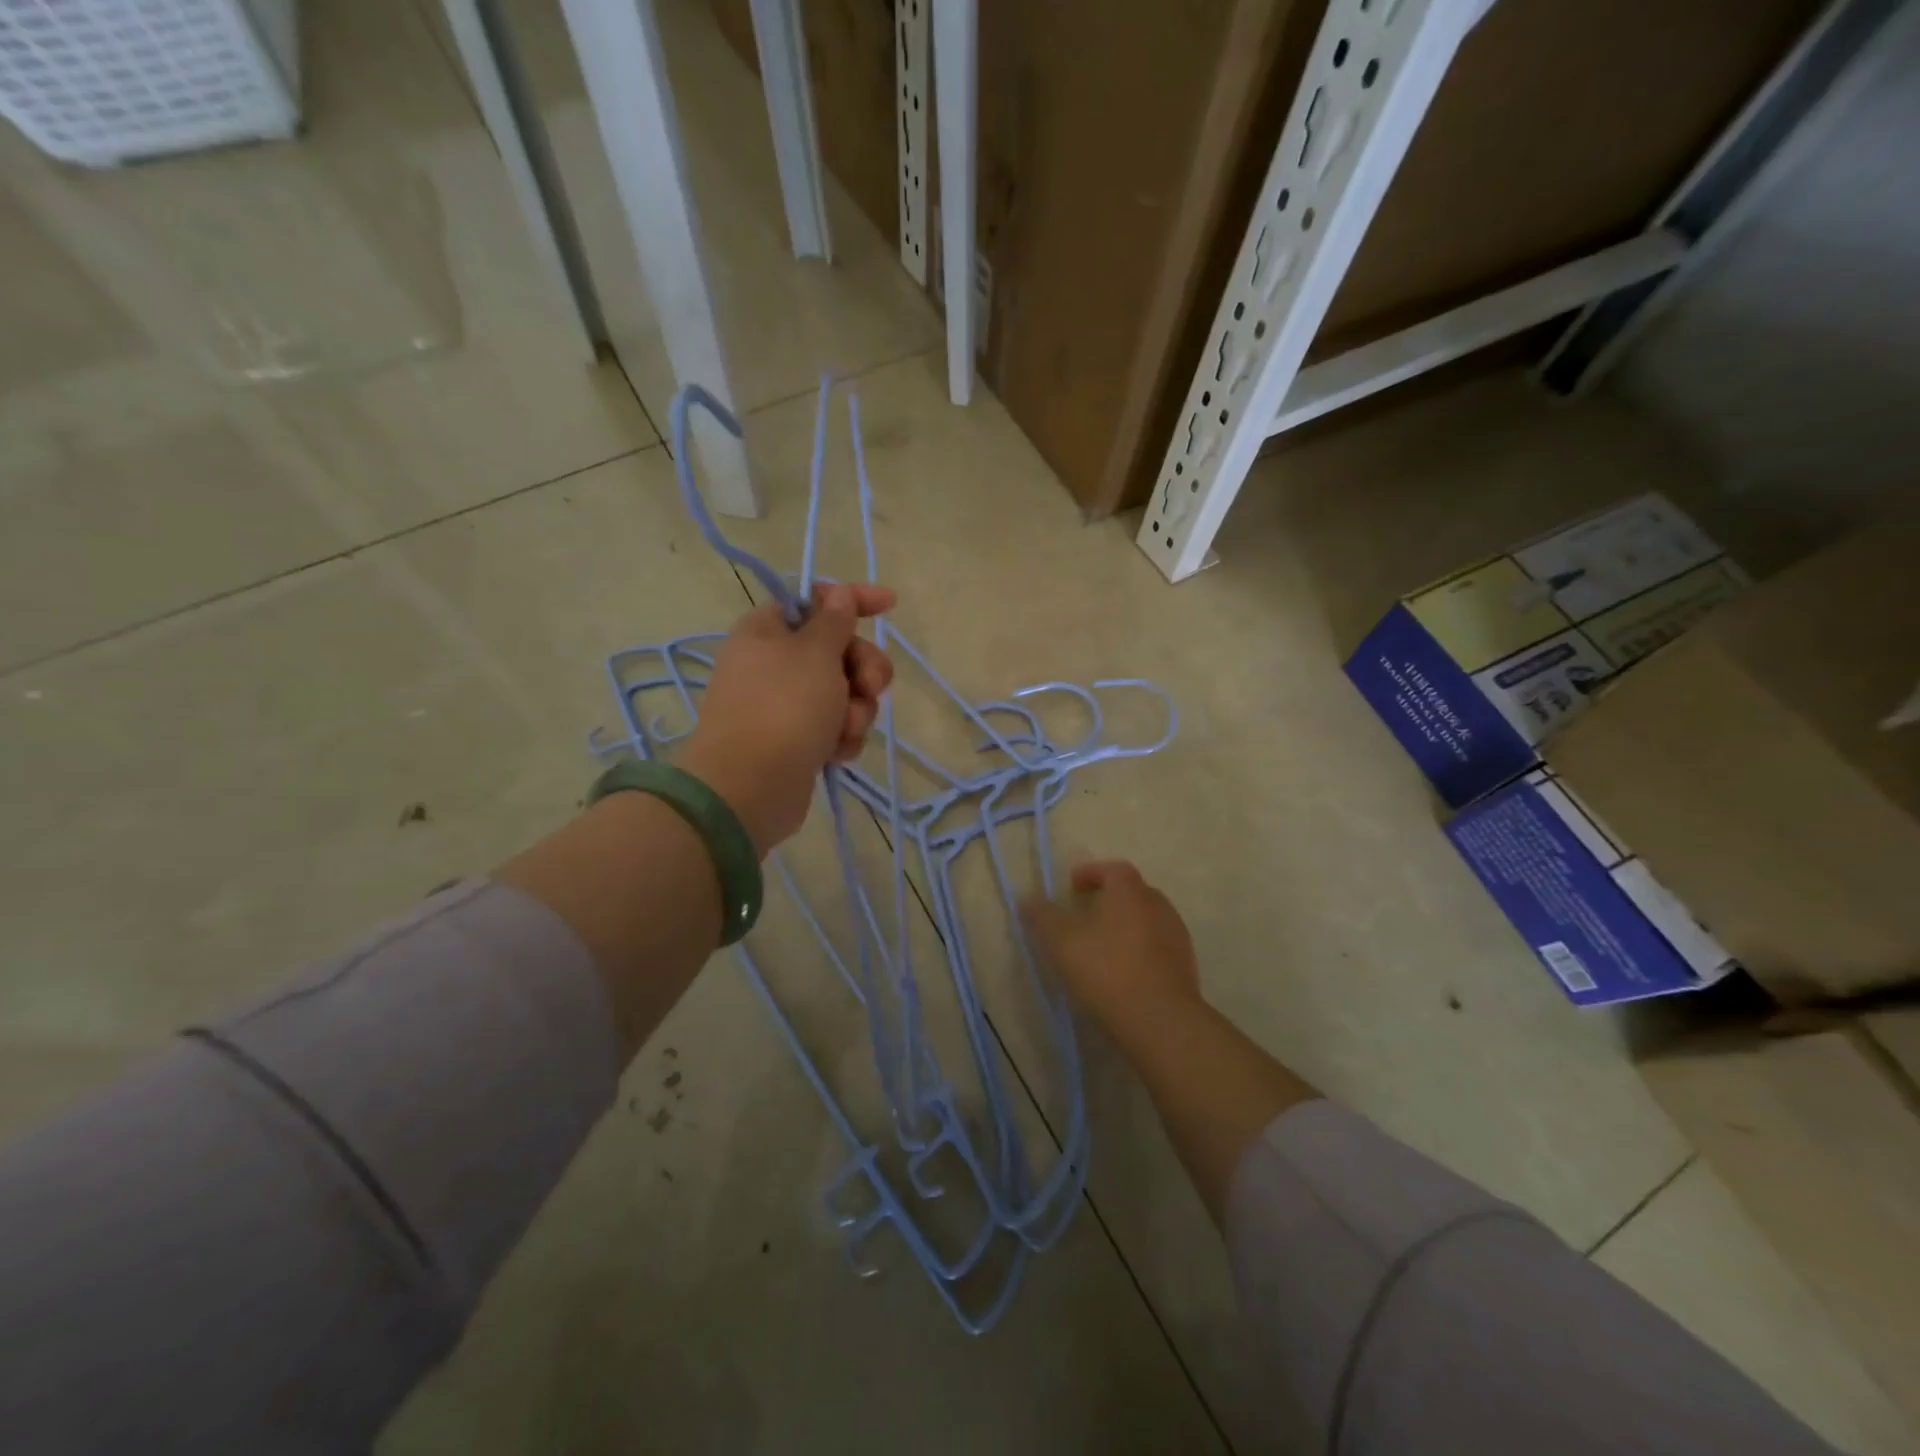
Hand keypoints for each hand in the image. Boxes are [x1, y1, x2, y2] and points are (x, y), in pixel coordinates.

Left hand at [681, 583, 894, 853]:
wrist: (749, 787)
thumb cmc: (784, 707)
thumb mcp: (816, 653)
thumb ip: (834, 620)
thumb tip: (837, 593)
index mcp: (768, 630)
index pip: (816, 600)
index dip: (855, 598)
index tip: (890, 605)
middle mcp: (774, 663)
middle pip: (838, 650)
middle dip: (863, 668)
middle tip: (871, 686)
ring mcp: (785, 705)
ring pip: (844, 693)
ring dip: (856, 709)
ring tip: (845, 730)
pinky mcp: (797, 741)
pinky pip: (835, 728)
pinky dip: (842, 737)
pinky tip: (836, 753)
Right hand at [1023, 861, 1202, 1053]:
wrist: (1161, 1020)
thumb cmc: (1107, 970)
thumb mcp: (1062, 942)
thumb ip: (1043, 916)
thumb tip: (1027, 898)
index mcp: (1129, 891)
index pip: (1112, 869)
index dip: (1091, 873)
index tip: (1072, 886)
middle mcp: (1157, 905)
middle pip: (1132, 892)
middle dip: (1109, 898)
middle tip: (1086, 913)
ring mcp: (1176, 935)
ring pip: (1147, 919)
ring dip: (1126, 924)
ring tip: (1103, 945)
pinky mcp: (1185, 964)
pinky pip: (1158, 946)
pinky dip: (1140, 948)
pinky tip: (1125, 970)